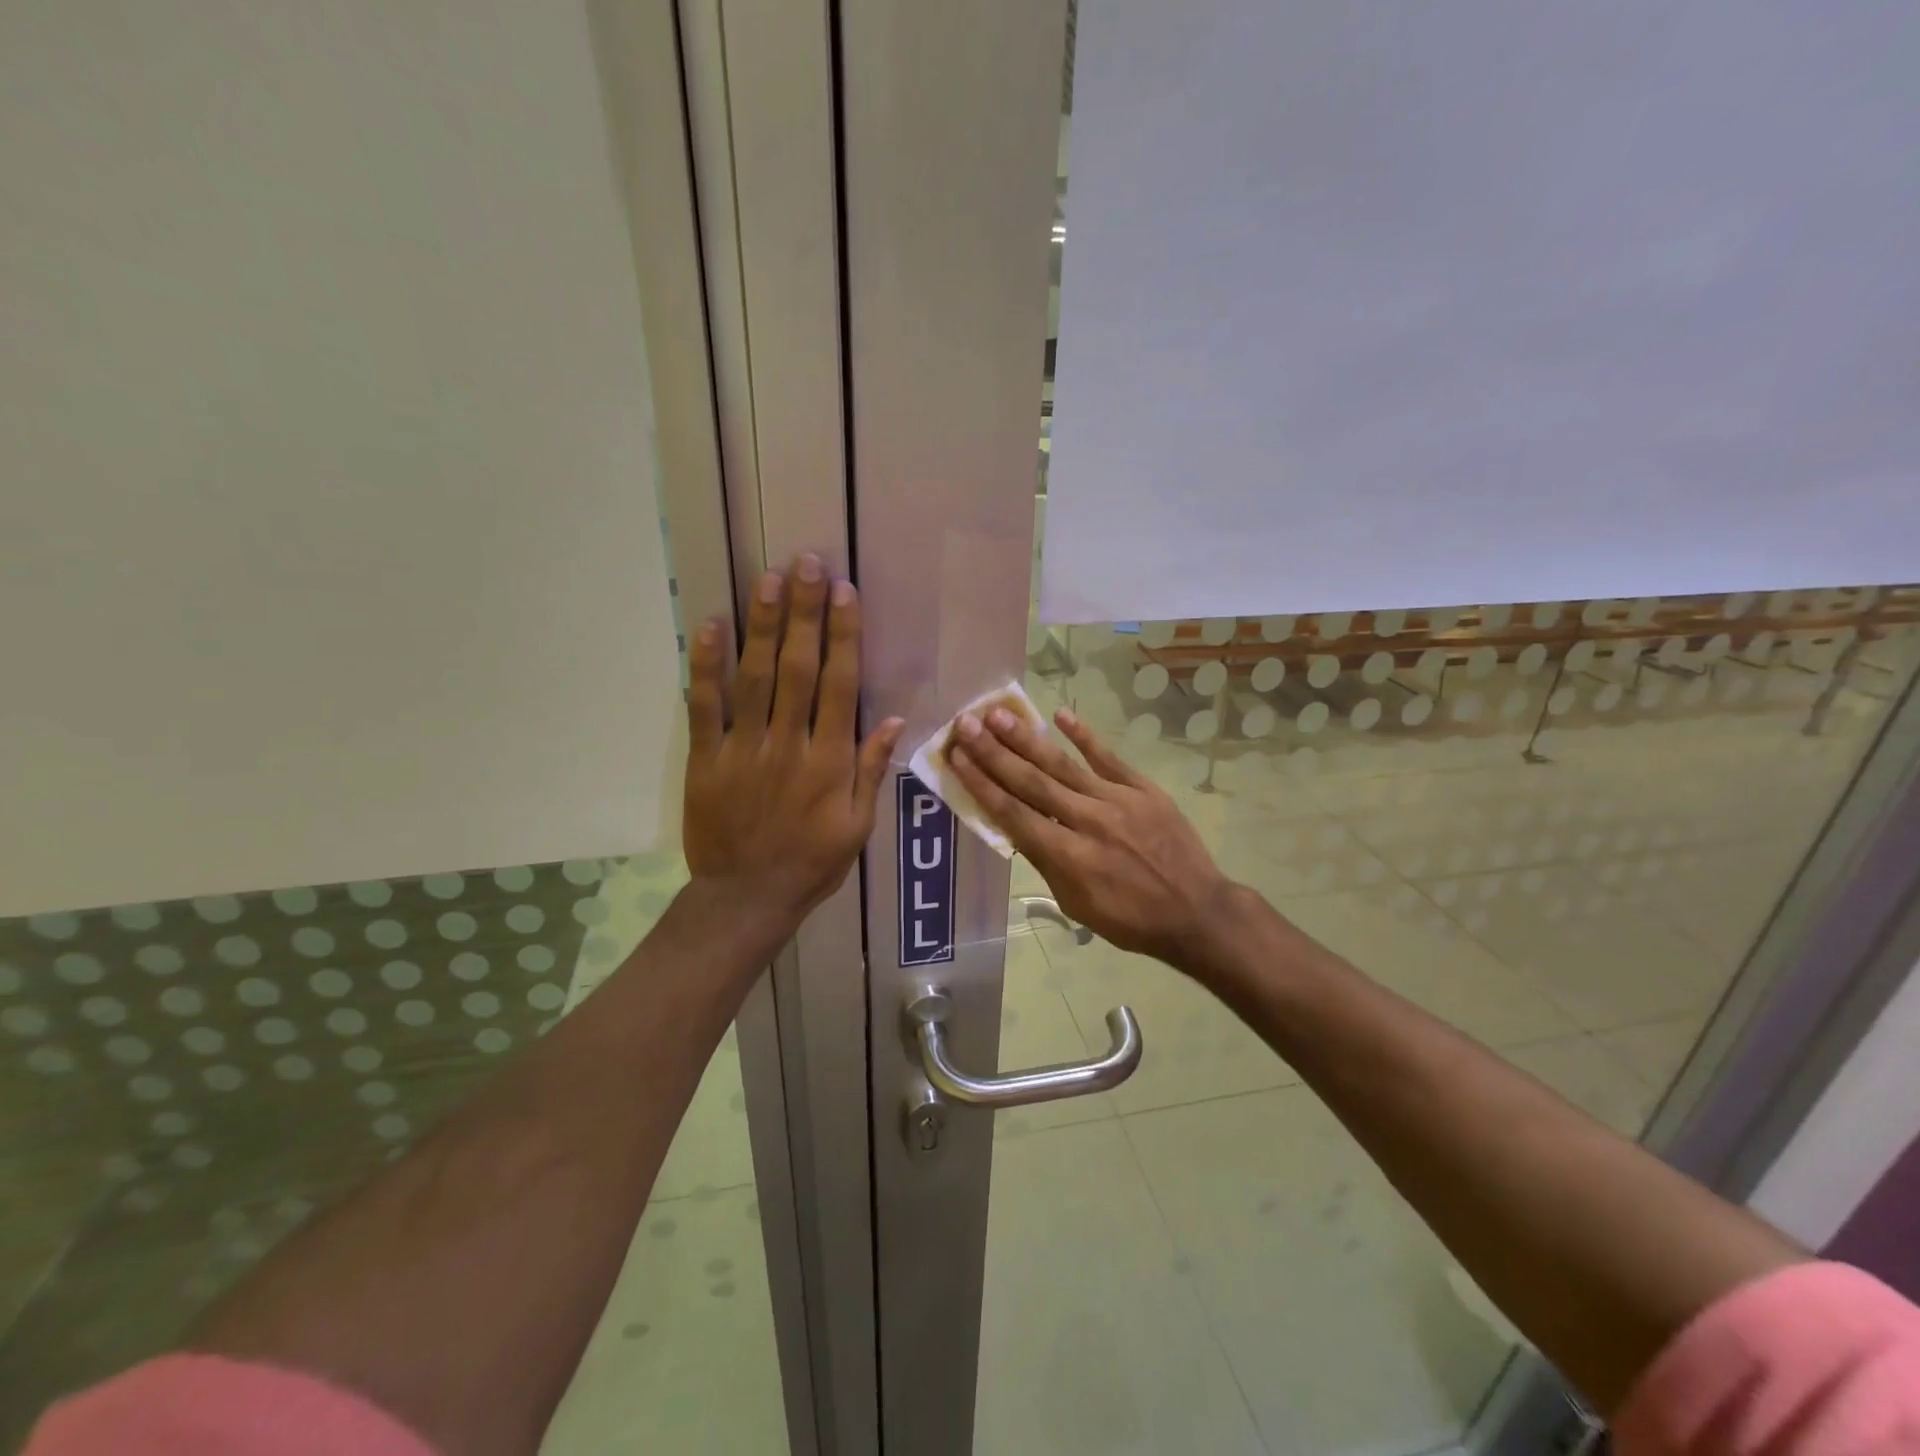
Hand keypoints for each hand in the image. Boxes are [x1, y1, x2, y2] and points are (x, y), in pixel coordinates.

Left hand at [683, 555, 903, 928]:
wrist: (746, 898)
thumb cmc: (812, 863)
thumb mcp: (858, 826)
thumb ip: (871, 770)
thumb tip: (893, 718)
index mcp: (830, 761)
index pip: (839, 685)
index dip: (843, 635)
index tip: (843, 593)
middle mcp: (788, 744)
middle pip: (797, 668)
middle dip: (804, 613)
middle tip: (806, 563)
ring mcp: (743, 749)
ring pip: (753, 677)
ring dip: (762, 625)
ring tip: (769, 579)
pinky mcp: (705, 759)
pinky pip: (704, 706)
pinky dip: (706, 666)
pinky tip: (712, 626)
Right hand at [947, 705, 1237, 968]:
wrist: (1196, 911)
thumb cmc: (1130, 919)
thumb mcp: (1077, 904)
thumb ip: (1045, 861)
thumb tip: (1016, 827)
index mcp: (1067, 856)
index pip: (1013, 812)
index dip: (980, 783)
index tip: (956, 756)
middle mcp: (1087, 820)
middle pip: (1031, 781)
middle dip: (993, 752)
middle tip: (965, 724)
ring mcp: (1117, 800)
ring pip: (1063, 763)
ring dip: (1027, 738)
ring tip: (998, 714)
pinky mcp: (1143, 789)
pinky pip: (1108, 757)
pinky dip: (1084, 736)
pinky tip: (1060, 715)